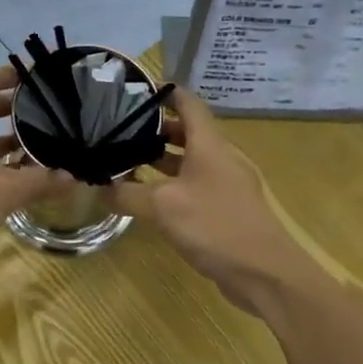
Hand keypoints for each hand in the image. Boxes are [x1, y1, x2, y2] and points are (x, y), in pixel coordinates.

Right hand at [109, 88, 313, 313]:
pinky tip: (148, 198)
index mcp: (209, 144)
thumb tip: (98, 187)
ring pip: (189, 161)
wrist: (264, 273)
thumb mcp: (162, 207)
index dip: (164, 92)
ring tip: (126, 159)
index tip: (133, 90)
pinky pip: (193, 186)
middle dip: (154, 129)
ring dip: (161, 159)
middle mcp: (219, 158)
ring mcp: (225, 184)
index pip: (188, 103)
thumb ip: (127, 194)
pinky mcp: (225, 209)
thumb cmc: (215, 226)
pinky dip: (171, 185)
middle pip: (186, 131)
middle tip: (118, 129)